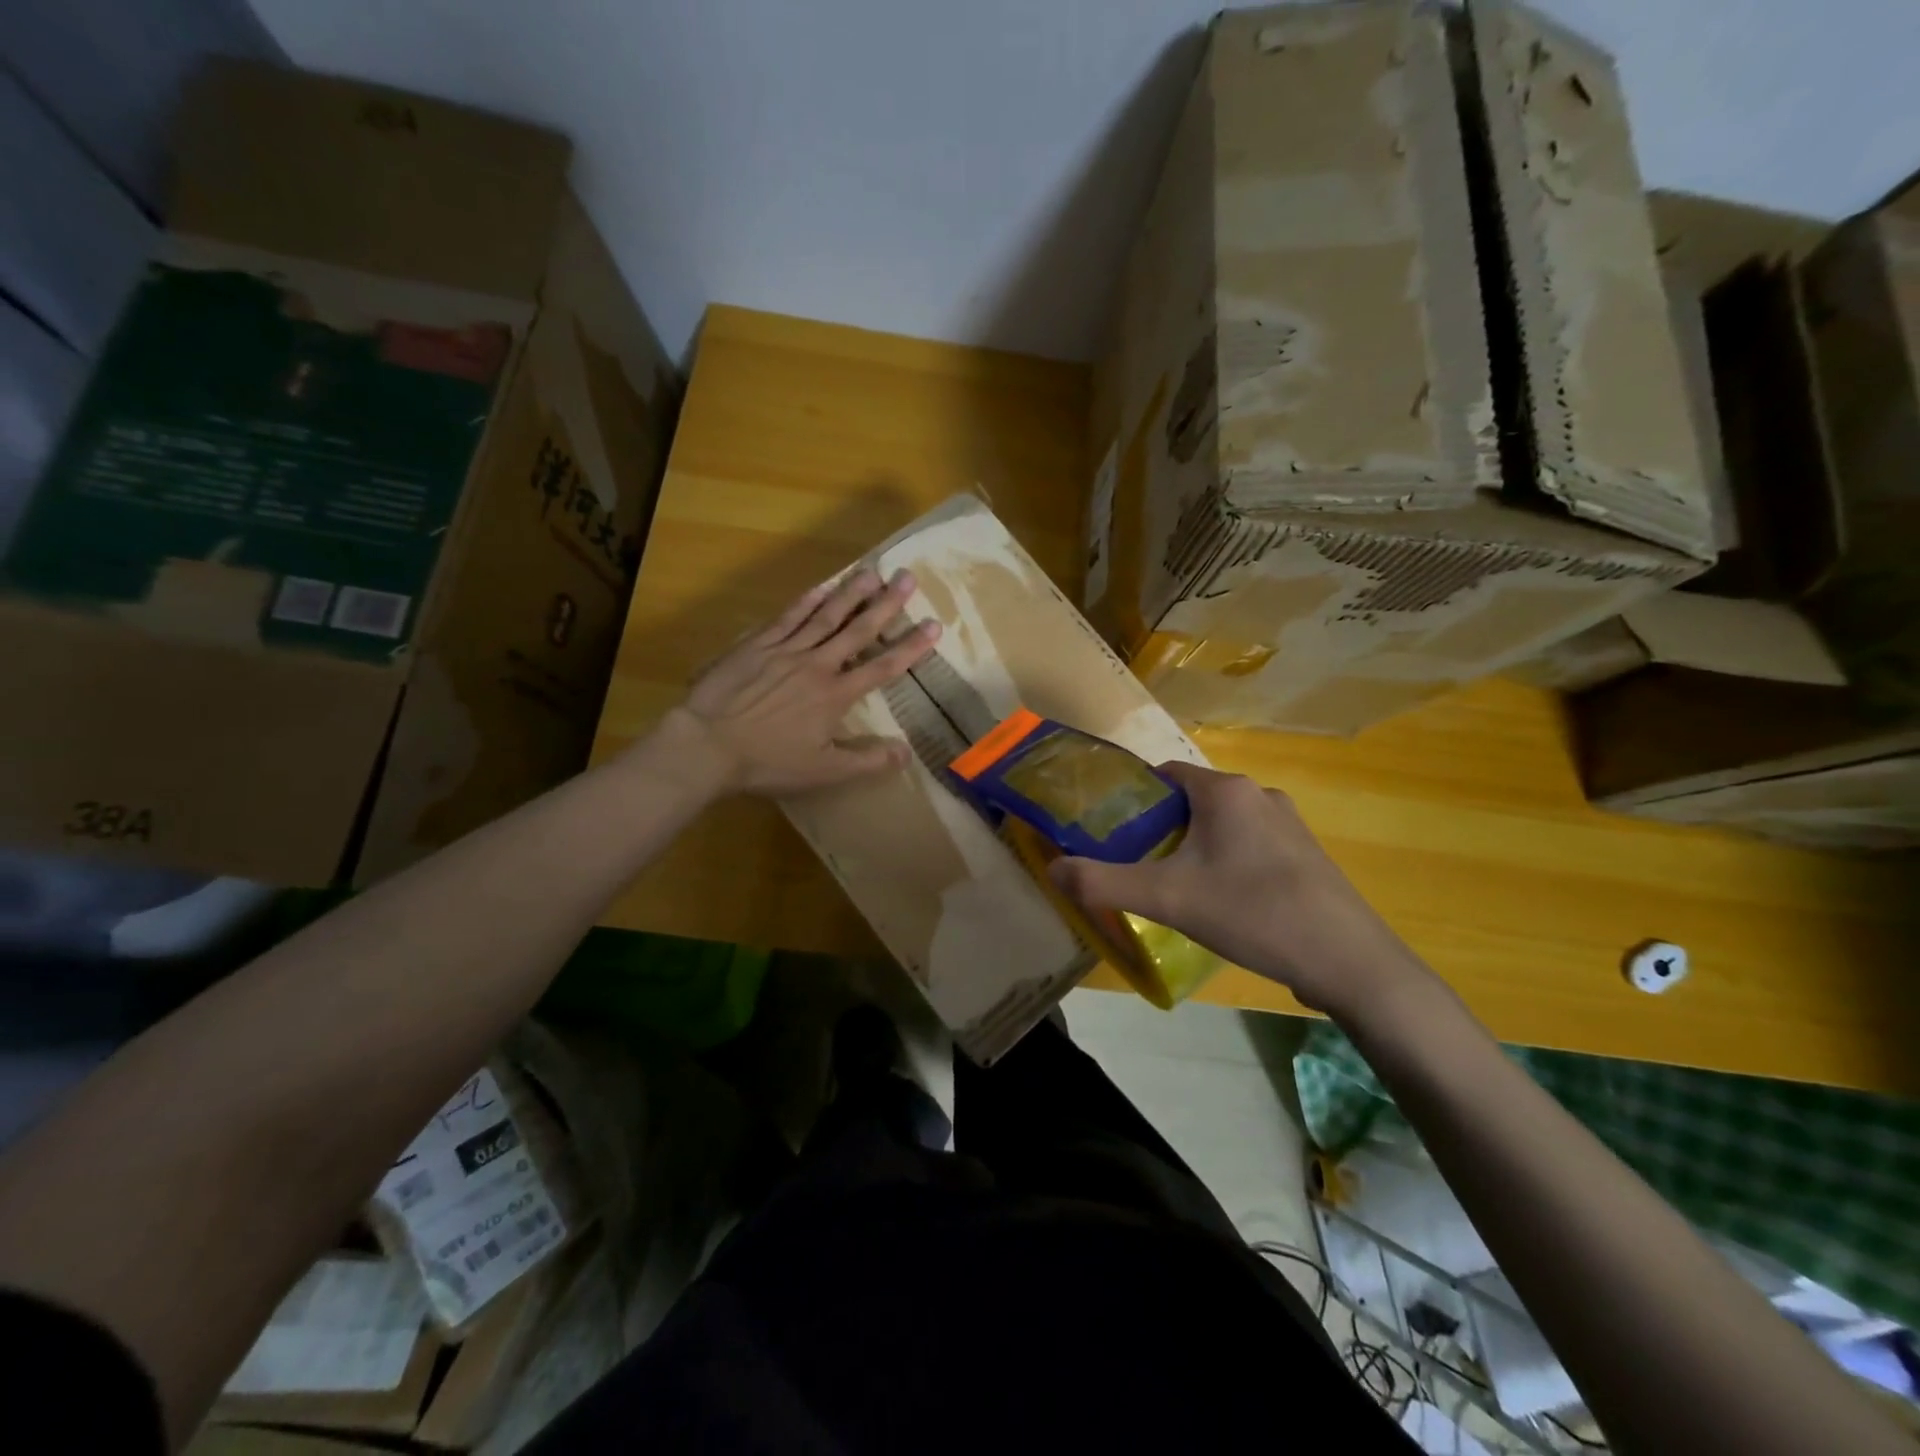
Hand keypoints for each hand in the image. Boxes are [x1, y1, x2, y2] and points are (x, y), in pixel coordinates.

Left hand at [654, 569, 938, 796]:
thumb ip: (866, 761)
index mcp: (836, 695)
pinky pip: (788, 617)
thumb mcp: (823, 772)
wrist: (708, 744)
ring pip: (825, 616)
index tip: (934, 625)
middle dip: (886, 604)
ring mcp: (786, 650)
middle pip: (858, 630)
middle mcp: (817, 664)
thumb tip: (906, 753)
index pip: (883, 667)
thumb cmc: (768, 761)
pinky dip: (807, 601)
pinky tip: (821, 587)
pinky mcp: (757, 645)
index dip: (911, 647)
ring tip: (872, 571)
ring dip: (851, 593)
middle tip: (906, 578)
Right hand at [1047, 763, 1429, 1019]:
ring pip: (1221, 826)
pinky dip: (1226, 864)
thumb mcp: (1167, 898)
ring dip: (1194, 849)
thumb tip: (1052, 871)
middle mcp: (1259, 795)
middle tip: (1136, 867)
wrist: (1349, 963)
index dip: (1132, 800)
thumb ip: (1103, 883)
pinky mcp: (1305, 857)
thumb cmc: (1253, 913)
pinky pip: (1250, 847)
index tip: (1111, 833)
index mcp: (1226, 791)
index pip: (1163, 775)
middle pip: (1190, 802)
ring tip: (1175, 890)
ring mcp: (1289, 826)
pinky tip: (1223, 905)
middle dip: (1160, 830)